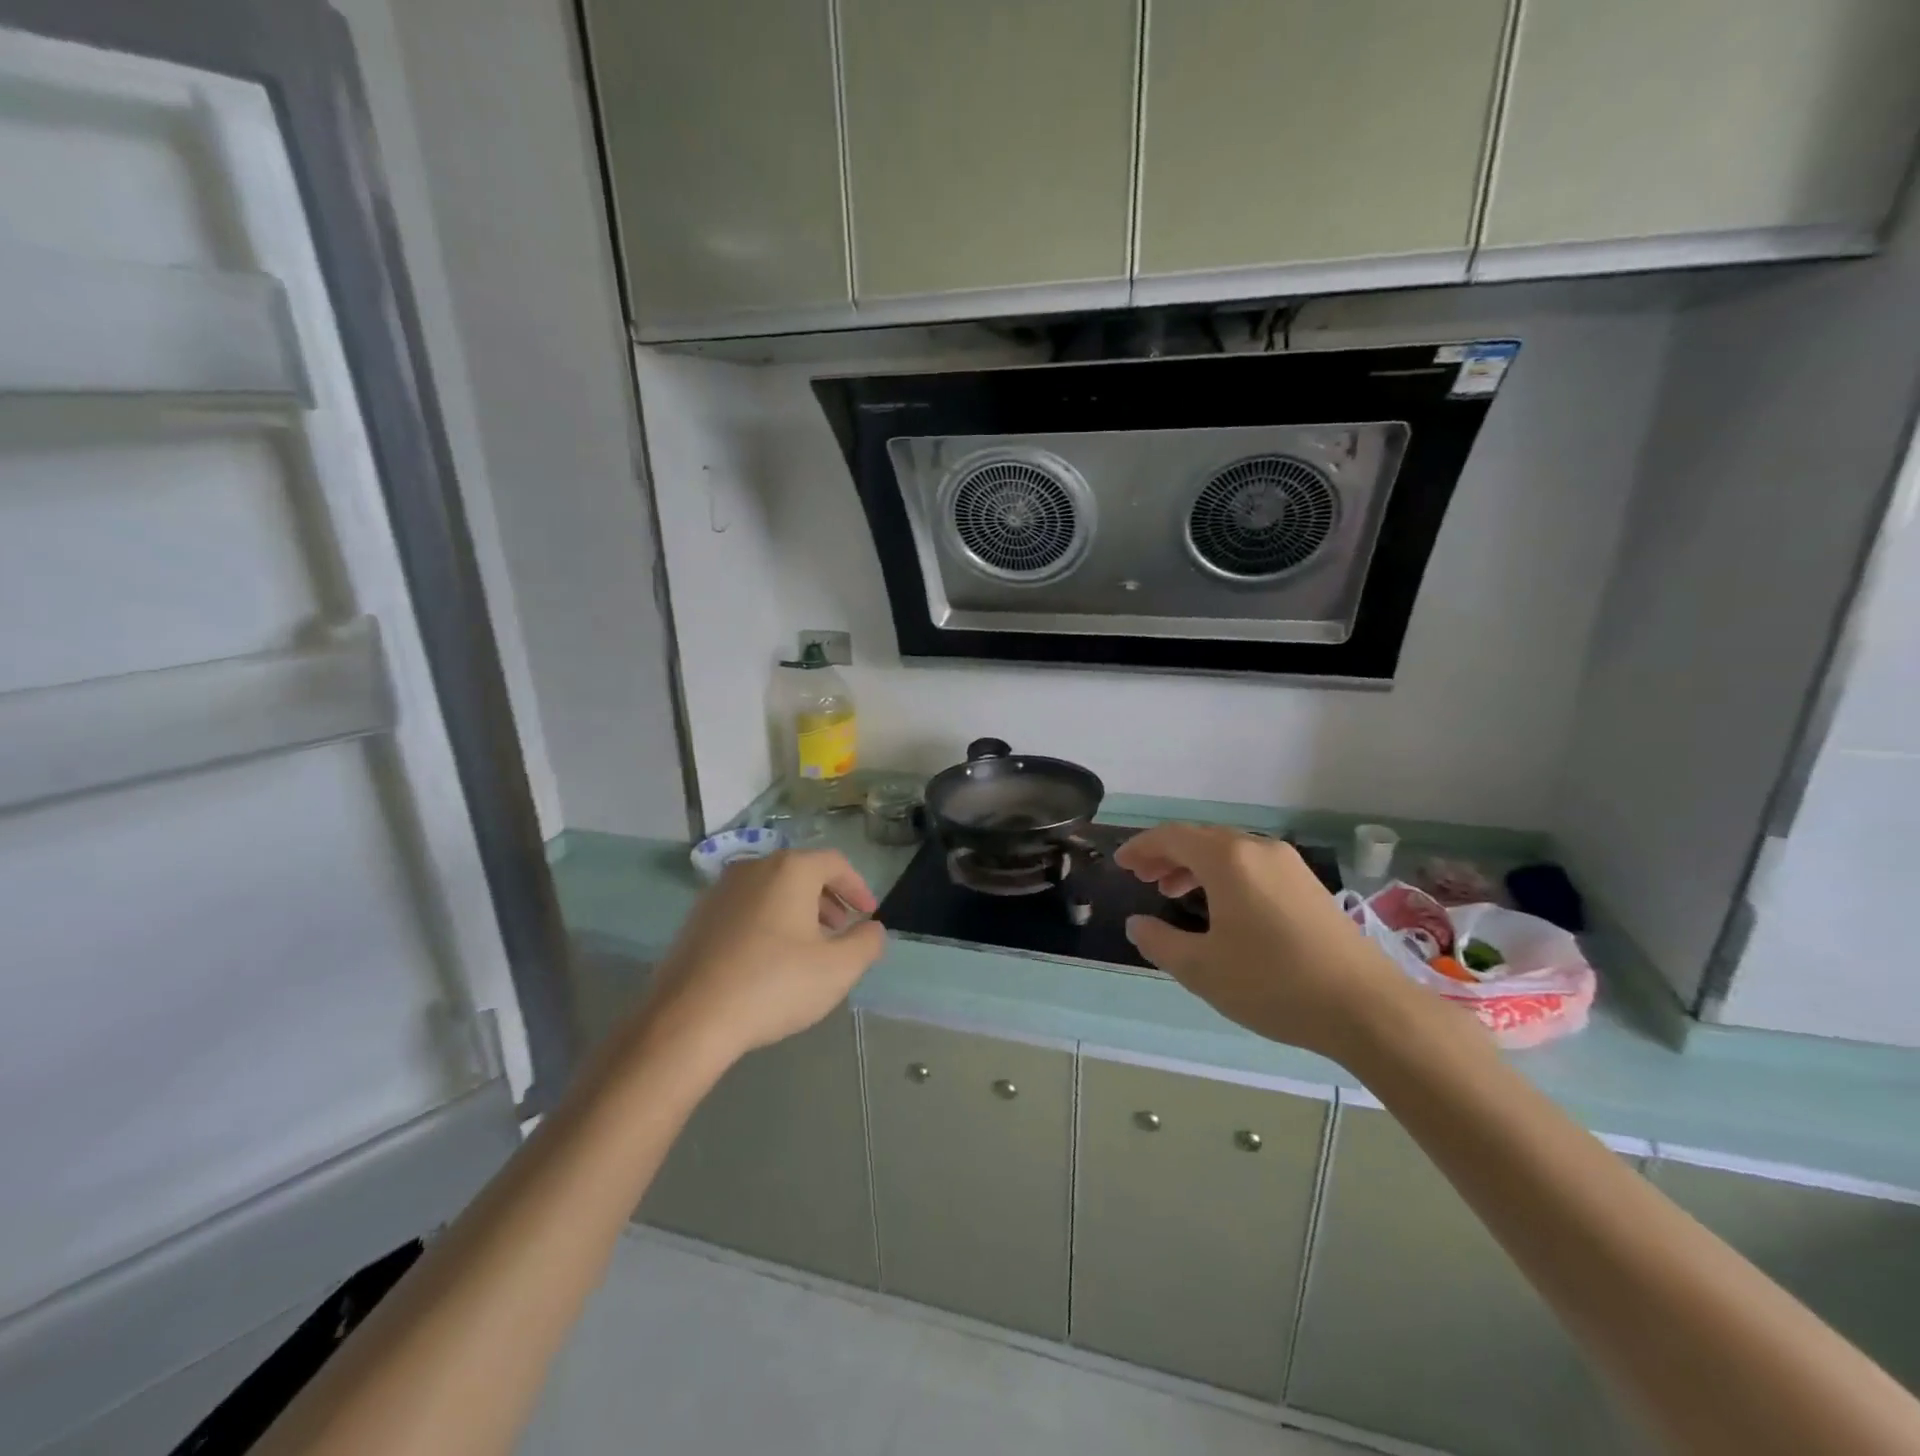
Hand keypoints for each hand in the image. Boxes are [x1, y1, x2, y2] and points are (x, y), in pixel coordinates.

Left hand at [635, 849, 886, 1064]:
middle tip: (842, 931)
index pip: (835, 863)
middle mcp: (753, 868)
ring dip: (797, 912)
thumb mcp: (838, 969)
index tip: (869, 915)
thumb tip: (872, 929)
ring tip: (808, 948)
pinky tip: (769, 960)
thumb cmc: (773, 985)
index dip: (857, 887)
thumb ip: (866, 943)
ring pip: (772, 890)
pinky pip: (746, 908)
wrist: (688, 1019)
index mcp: (790, 870)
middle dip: (828, 900)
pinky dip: (768, 922)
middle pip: (802, 873)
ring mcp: (720, 891)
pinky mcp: (698, 917)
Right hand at [1115, 824, 1409, 1060]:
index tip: (1120, 863)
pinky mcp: (1308, 886)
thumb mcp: (1202, 969)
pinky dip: (1224, 875)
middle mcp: (1258, 849)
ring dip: (1195, 866)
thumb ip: (1160, 942)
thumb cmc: (1274, 984)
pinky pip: (1252, 866)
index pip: (1172, 837)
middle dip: (1166, 855)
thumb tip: (1137, 924)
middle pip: (1201, 839)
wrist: (1367, 1008)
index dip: (1141, 847)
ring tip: (1173, 891)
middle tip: (1143, 878)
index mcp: (1228, 859)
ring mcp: (1288, 865)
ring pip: (1228, 852)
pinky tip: (1221, 907)